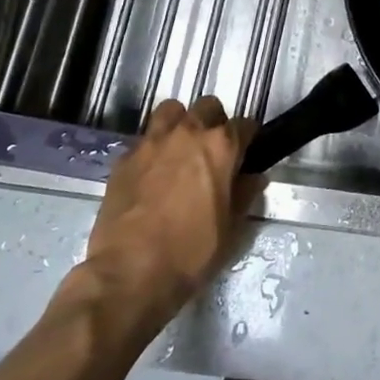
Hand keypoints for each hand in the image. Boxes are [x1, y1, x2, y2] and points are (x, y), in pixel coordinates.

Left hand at [68, 97, 260, 332]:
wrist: (130, 273)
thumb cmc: (191, 252)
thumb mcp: (231, 228)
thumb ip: (245, 195)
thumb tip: (255, 177)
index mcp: (220, 147)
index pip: (244, 124)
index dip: (248, 138)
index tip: (246, 151)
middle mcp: (188, 133)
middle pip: (207, 107)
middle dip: (214, 122)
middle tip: (213, 149)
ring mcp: (152, 142)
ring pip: (171, 111)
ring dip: (180, 122)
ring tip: (180, 148)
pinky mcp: (124, 158)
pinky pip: (143, 140)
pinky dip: (152, 148)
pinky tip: (151, 172)